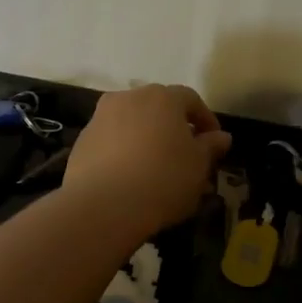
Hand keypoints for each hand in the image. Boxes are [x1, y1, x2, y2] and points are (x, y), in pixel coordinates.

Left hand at [64, 84, 232, 238]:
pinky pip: (111, 143)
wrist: (104, 205)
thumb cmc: (163, 179)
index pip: (190, 99)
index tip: (214, 143)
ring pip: (132, 125)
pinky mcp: (81, 142)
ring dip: (146, 140)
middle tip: (185, 156)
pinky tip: (129, 179)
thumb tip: (220, 137)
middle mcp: (128, 98)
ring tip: (156, 171)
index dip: (206, 120)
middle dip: (174, 129)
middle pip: (157, 108)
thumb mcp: (198, 166)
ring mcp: (99, 118)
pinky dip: (123, 154)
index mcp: (161, 97)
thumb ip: (210, 147)